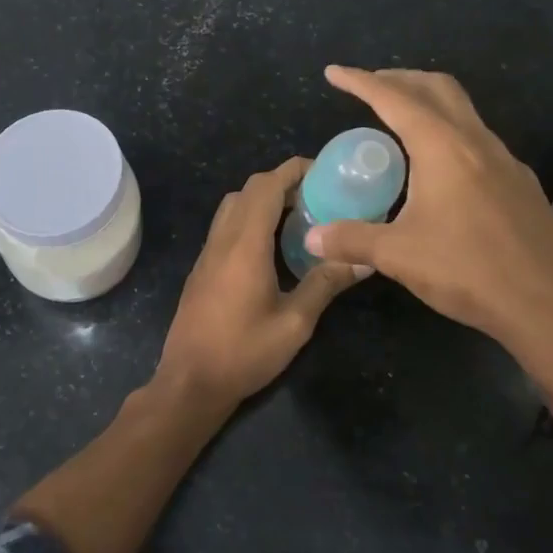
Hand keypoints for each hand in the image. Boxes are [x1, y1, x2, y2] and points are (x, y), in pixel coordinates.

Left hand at [157, 157, 364, 404]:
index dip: (293, 170)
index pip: (266, 187)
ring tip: (298, 217)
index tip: (323, 171)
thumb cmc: (244, 352)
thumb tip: (362, 260)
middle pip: (248, 190)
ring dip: (263, 199)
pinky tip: (272, 245)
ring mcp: (208, 252)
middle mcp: (223, 239)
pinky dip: (250, 217)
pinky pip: (226, 225)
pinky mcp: (203, 267)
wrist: (190, 381)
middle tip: (317, 196)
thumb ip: (325, 285)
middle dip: (281, 182)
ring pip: (233, 205)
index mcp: (245, 245)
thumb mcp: (295, 324)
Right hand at [304, 66, 552, 418]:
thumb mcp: (399, 256)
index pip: (395, 99)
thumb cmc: (469, 272)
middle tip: (369, 87)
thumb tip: (312, 237)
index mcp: (444, 148)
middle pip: (437, 88)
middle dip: (400, 79)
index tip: (334, 72)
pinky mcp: (521, 184)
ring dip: (428, 103)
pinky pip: (478, 139)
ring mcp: (505, 161)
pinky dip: (450, 132)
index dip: (360, 82)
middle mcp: (477, 142)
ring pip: (463, 111)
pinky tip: (439, 168)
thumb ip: (352, 240)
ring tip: (399, 123)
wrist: (551, 308)